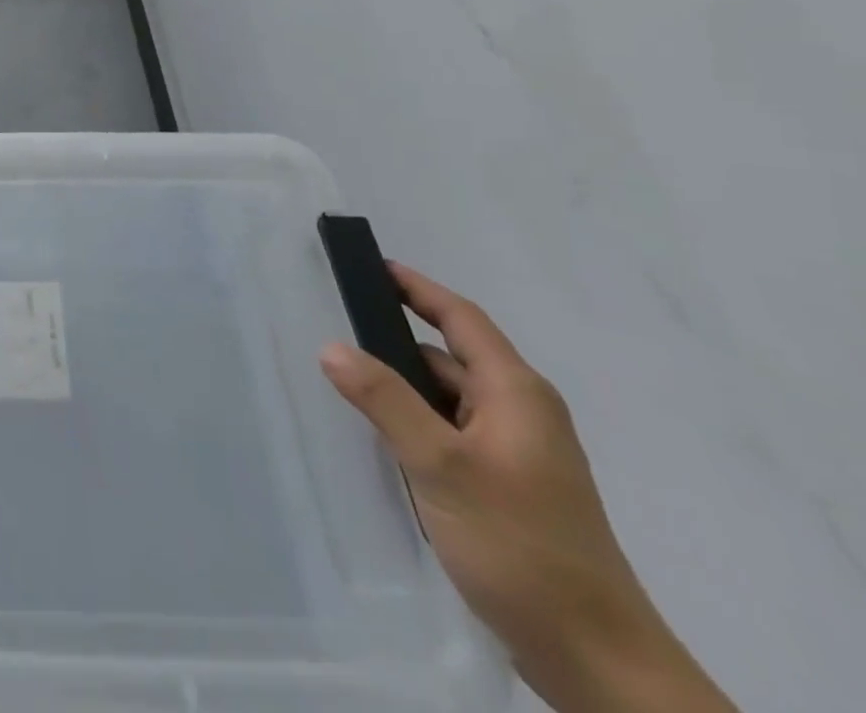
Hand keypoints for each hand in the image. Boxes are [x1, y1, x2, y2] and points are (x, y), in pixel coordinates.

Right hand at [318, 262, 735, 712]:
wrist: (596, 661)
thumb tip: (331, 346)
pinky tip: (381, 439)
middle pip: (448, 356)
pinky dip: (415, 423)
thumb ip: (385, 401)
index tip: (371, 264)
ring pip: (446, 398)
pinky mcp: (507, 487)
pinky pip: (450, 432)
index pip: (460, 318)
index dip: (416, 287)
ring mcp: (516, 453)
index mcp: (516, 394)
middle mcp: (520, 413)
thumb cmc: (520, 545)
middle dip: (393, 340)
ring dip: (401, 387)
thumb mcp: (442, 467)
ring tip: (343, 383)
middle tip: (333, 328)